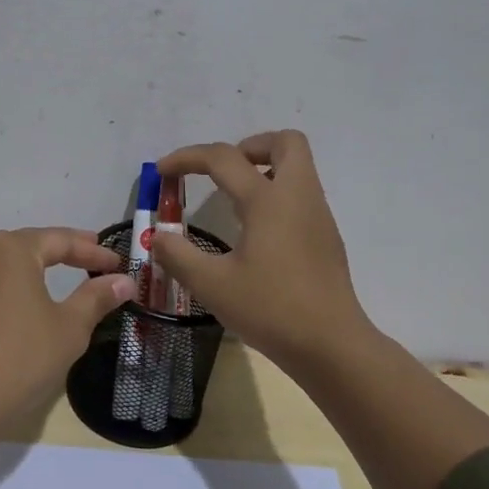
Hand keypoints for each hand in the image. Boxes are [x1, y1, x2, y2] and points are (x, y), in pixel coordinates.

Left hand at [0, 227, 137, 418]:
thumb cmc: (20, 359)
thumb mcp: (69, 328)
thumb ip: (96, 298)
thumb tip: (124, 281)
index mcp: (10, 249)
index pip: (60, 241)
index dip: (93, 252)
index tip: (118, 263)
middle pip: (29, 245)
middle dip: (63, 252)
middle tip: (93, 260)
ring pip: (5, 263)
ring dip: (34, 266)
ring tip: (61, 273)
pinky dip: (11, 284)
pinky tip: (24, 296)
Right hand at [151, 131, 375, 376]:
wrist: (331, 346)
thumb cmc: (271, 310)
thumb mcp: (212, 285)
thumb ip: (177, 255)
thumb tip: (157, 236)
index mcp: (268, 200)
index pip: (224, 158)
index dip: (187, 158)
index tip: (162, 172)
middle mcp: (298, 197)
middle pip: (285, 142)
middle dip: (248, 146)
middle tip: (220, 172)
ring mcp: (318, 216)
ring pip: (298, 168)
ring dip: (264, 169)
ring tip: (231, 201)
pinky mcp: (325, 237)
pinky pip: (301, 195)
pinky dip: (275, 195)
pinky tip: (254, 232)